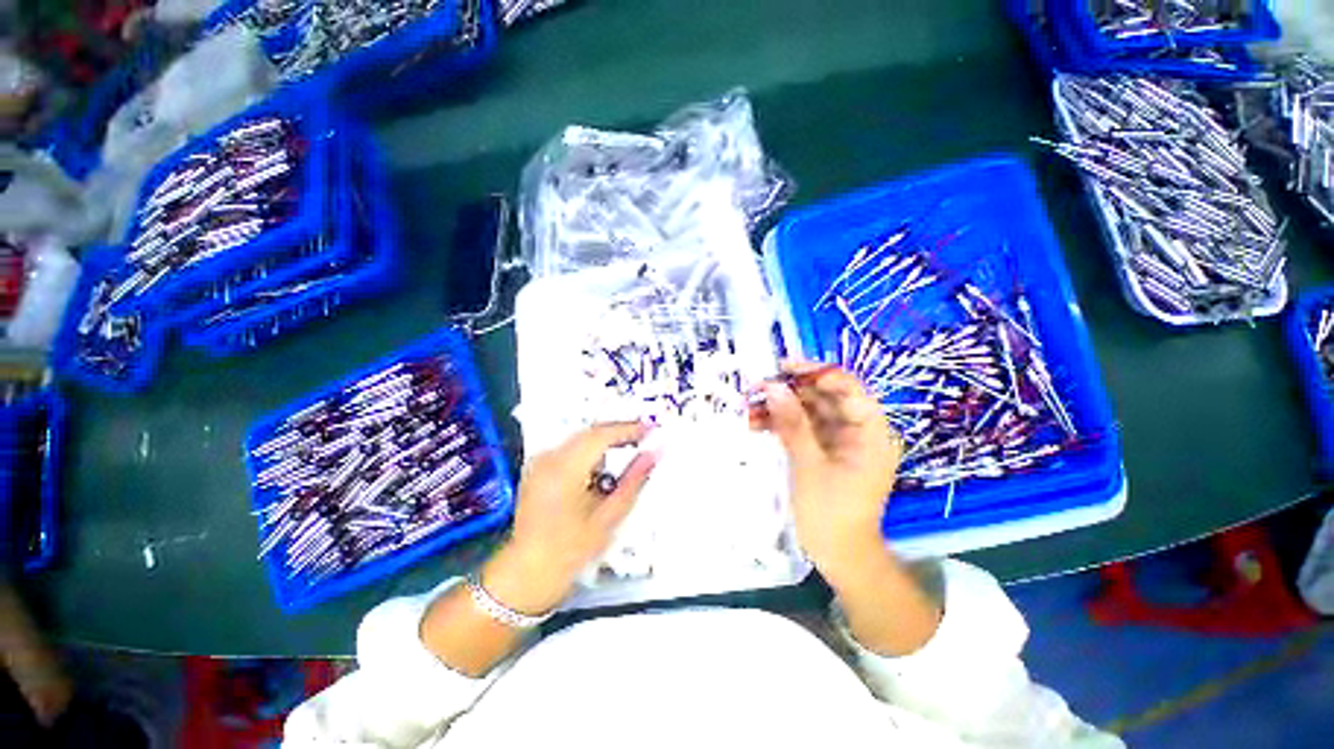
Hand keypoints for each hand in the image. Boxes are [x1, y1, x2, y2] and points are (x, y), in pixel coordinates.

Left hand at [483, 422, 657, 614]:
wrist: (528, 573)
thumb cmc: (570, 551)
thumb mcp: (608, 518)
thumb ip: (633, 481)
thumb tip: (652, 455)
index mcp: (565, 470)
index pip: (601, 436)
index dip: (628, 429)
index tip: (651, 429)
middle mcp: (549, 459)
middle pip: (589, 432)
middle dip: (618, 431)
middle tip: (643, 435)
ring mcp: (539, 463)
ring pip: (579, 438)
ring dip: (604, 440)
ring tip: (628, 448)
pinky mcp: (537, 470)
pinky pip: (569, 449)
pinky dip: (589, 450)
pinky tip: (602, 465)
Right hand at [752, 361, 902, 580]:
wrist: (839, 557)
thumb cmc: (831, 513)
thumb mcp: (809, 464)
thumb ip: (792, 423)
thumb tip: (773, 386)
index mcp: (870, 431)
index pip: (846, 386)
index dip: (815, 371)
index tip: (781, 367)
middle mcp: (857, 430)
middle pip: (823, 396)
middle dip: (788, 390)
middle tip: (754, 388)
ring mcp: (838, 440)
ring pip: (807, 411)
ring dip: (779, 407)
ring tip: (748, 407)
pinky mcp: (822, 450)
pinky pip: (801, 428)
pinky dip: (780, 425)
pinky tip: (755, 424)